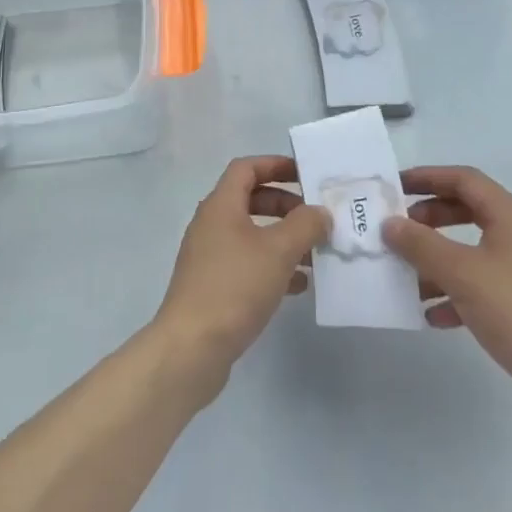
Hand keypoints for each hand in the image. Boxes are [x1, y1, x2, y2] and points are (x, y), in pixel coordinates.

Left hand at [151, 156, 330, 401]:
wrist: (191, 347)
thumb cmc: (235, 287)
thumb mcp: (278, 251)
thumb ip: (304, 225)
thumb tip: (320, 211)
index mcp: (221, 205)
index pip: (246, 168)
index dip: (275, 165)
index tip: (304, 174)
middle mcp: (211, 224)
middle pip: (250, 200)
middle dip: (285, 205)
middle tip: (315, 218)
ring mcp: (209, 256)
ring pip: (251, 235)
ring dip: (283, 239)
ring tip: (316, 254)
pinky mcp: (213, 285)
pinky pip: (247, 264)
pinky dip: (272, 266)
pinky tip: (299, 285)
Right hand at [381, 166, 511, 440]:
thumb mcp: (460, 273)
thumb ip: (420, 245)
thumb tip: (390, 224)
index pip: (464, 179)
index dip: (427, 178)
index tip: (396, 186)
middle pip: (469, 212)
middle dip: (431, 220)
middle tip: (401, 230)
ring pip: (476, 251)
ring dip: (440, 260)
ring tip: (409, 277)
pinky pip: (488, 283)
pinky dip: (459, 290)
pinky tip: (435, 314)